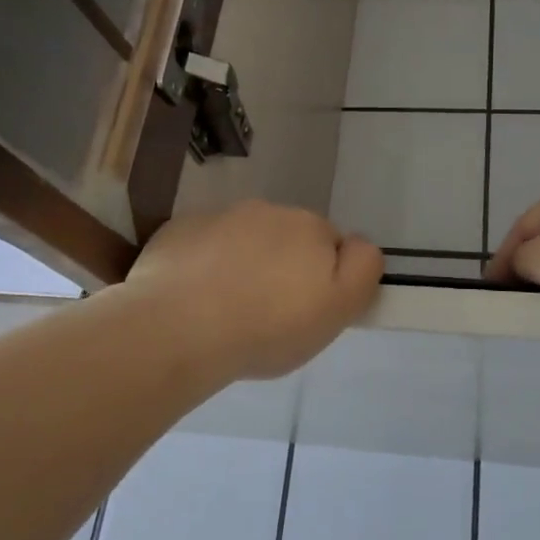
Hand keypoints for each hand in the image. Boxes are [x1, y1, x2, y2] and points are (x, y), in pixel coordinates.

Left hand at [123, 200, 383, 383]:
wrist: (177, 329)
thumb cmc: (267, 327)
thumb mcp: (337, 309)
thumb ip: (362, 270)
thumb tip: (359, 245)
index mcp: (309, 227)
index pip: (330, 245)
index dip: (323, 278)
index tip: (304, 310)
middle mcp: (267, 211)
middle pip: (286, 238)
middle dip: (282, 266)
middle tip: (267, 313)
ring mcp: (219, 216)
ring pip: (243, 239)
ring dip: (243, 263)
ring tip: (225, 308)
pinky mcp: (180, 230)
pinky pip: (203, 244)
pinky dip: (204, 263)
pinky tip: (193, 296)